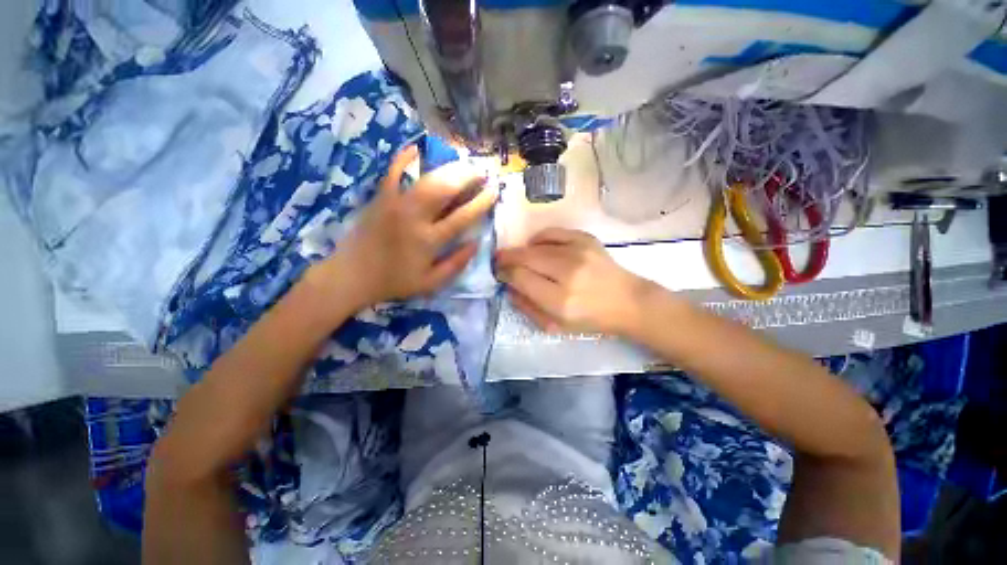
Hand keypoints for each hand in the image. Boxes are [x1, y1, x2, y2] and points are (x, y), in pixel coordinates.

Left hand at [318, 144, 496, 308]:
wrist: (352, 275)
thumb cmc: (395, 281)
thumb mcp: (431, 283)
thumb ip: (456, 264)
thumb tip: (476, 243)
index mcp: (429, 241)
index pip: (462, 216)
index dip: (481, 202)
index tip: (494, 190)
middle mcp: (414, 218)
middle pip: (445, 190)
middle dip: (467, 176)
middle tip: (481, 170)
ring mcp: (395, 204)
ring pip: (425, 179)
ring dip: (447, 167)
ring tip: (462, 161)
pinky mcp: (380, 198)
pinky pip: (391, 173)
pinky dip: (402, 159)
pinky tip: (414, 148)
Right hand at [495, 228, 649, 335]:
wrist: (627, 301)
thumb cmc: (590, 319)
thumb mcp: (555, 326)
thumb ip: (527, 308)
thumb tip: (509, 287)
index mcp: (560, 300)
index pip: (520, 278)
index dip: (505, 273)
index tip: (500, 273)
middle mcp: (568, 273)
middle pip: (525, 257)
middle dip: (507, 258)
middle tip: (501, 261)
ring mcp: (579, 252)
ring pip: (536, 244)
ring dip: (522, 250)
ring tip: (519, 257)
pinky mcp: (587, 239)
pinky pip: (553, 232)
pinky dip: (539, 238)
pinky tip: (537, 246)